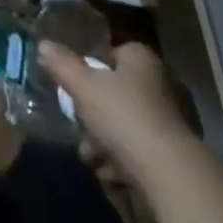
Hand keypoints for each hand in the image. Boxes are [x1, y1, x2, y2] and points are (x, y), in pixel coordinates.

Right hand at [40, 41, 192, 187]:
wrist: (172, 175)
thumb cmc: (125, 117)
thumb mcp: (83, 87)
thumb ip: (62, 65)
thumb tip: (43, 45)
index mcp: (141, 59)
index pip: (112, 55)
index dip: (91, 71)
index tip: (75, 91)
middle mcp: (161, 83)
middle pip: (118, 94)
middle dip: (95, 116)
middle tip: (80, 132)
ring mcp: (173, 120)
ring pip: (128, 125)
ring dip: (107, 143)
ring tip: (92, 159)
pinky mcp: (178, 155)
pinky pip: (143, 152)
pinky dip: (126, 162)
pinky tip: (112, 176)